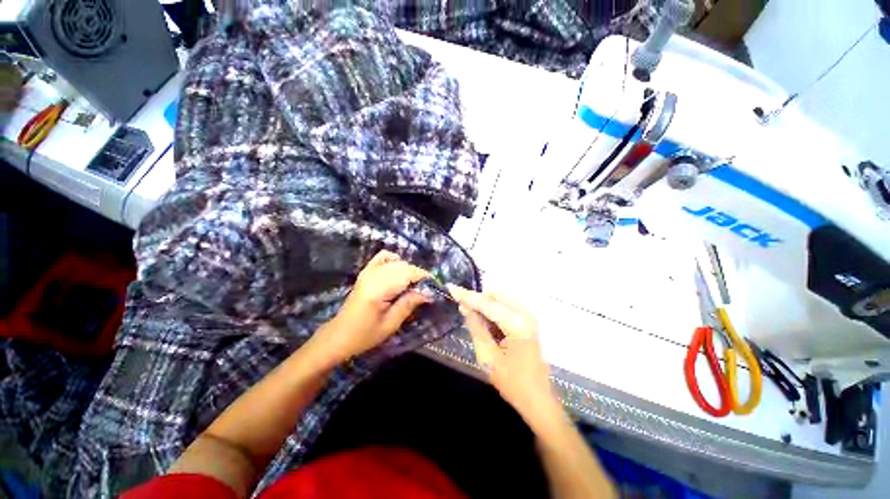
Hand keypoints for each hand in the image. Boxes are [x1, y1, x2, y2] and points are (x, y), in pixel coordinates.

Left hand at [312, 250, 431, 365]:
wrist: (339, 335)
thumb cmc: (365, 335)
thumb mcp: (390, 325)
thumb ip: (408, 305)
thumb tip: (428, 293)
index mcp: (378, 289)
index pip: (407, 274)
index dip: (423, 277)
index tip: (435, 287)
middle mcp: (373, 276)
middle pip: (403, 266)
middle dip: (418, 275)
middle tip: (425, 290)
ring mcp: (368, 272)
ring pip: (396, 262)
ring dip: (409, 270)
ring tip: (413, 285)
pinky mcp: (366, 272)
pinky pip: (382, 257)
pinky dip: (394, 260)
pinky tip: (399, 269)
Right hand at [448, 286, 559, 425]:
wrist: (537, 399)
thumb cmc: (512, 382)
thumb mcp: (487, 356)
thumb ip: (476, 327)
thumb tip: (465, 307)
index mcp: (516, 323)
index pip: (487, 303)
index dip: (467, 296)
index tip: (451, 288)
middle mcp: (525, 314)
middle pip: (495, 296)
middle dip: (477, 300)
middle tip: (462, 309)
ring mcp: (528, 316)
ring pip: (500, 300)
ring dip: (485, 306)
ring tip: (472, 319)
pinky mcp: (527, 321)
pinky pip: (505, 308)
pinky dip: (493, 312)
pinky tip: (485, 324)